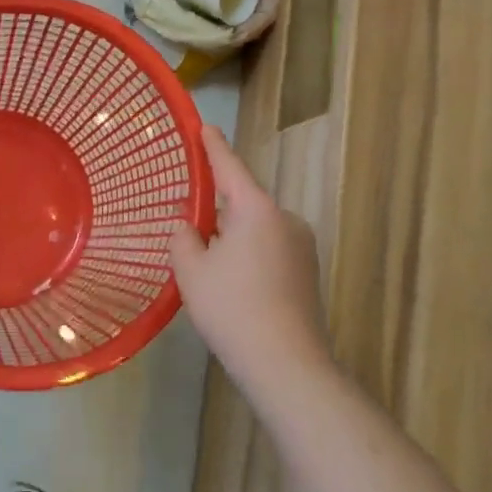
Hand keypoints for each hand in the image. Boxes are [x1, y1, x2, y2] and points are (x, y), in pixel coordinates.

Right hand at [171, 125, 328, 402]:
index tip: (204, 125)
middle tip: (188, 222)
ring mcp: (302, 247)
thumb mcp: (191, 271)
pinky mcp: (307, 274)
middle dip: (217, 209)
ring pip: (255, 229)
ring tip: (206, 263)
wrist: (287, 366)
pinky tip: (230, 284)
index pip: (229, 167)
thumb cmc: (232, 308)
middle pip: (243, 202)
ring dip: (231, 236)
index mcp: (256, 210)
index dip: (213, 146)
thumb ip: (183, 238)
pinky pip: (268, 250)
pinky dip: (247, 256)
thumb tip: (188, 227)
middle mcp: (285, 219)